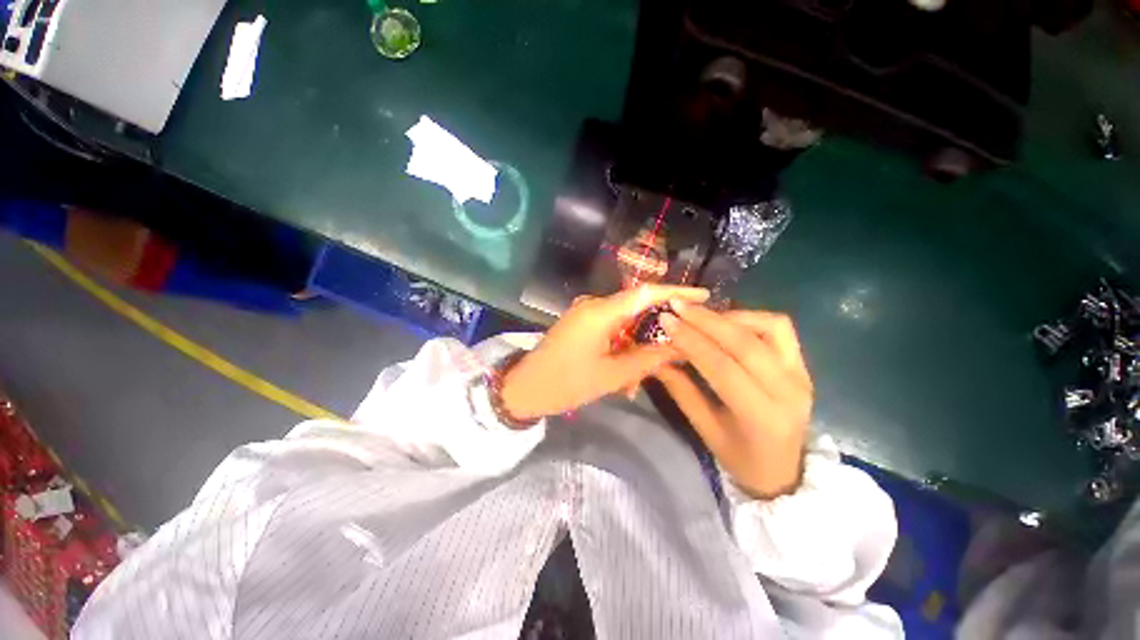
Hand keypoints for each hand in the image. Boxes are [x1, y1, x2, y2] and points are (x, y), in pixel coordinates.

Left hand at [500, 285, 710, 420]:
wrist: (525, 388)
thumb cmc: (566, 383)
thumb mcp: (612, 375)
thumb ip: (648, 358)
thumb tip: (680, 346)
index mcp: (600, 312)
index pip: (645, 293)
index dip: (676, 293)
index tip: (703, 296)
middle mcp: (594, 305)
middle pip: (637, 310)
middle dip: (653, 335)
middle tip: (668, 358)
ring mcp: (586, 313)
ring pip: (625, 325)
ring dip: (634, 350)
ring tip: (632, 383)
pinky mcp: (581, 323)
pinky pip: (611, 331)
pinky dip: (620, 350)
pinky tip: (621, 377)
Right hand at [655, 303, 812, 498]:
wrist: (786, 471)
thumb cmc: (740, 457)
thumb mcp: (704, 428)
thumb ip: (680, 389)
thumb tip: (656, 357)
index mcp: (761, 415)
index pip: (722, 366)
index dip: (691, 340)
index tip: (666, 320)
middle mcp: (788, 390)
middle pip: (745, 342)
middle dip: (706, 319)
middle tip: (677, 306)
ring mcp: (801, 374)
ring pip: (769, 327)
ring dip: (730, 316)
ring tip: (700, 315)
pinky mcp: (803, 365)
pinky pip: (780, 329)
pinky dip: (751, 318)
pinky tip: (727, 321)